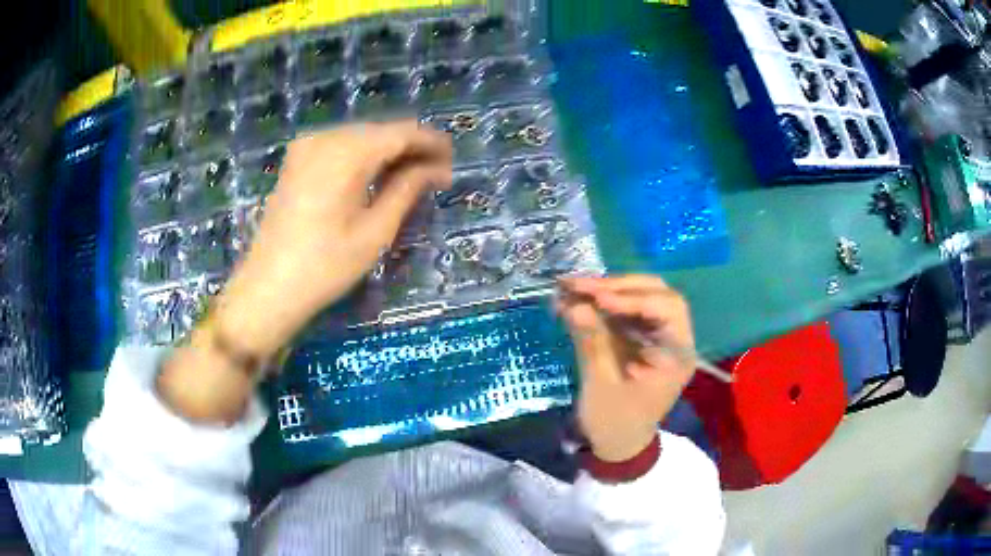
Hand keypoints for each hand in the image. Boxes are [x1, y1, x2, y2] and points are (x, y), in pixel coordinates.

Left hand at [158, 122, 451, 423]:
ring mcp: (307, 146)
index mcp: (347, 152)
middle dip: (411, 149)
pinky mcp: (297, 160)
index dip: (432, 143)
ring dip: (388, 153)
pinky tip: (377, 177)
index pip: (402, 133)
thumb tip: (436, 169)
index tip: (453, 162)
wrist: (268, 288)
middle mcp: (325, 137)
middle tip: (436, 176)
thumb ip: (408, 189)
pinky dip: (363, 157)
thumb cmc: (325, 266)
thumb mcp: (375, 231)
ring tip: (412, 179)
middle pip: (381, 131)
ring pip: (361, 137)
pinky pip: (340, 147)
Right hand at [557, 275, 696, 461]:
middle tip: (580, 286)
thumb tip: (574, 304)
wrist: (618, 443)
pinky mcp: (640, 336)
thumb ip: (591, 342)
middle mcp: (674, 338)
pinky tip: (576, 300)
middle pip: (657, 294)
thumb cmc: (615, 422)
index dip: (632, 299)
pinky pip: (625, 310)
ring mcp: (657, 335)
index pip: (666, 309)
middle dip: (618, 287)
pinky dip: (601, 302)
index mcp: (677, 354)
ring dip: (608, 290)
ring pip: (641, 296)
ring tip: (573, 288)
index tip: (597, 298)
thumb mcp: (601, 386)